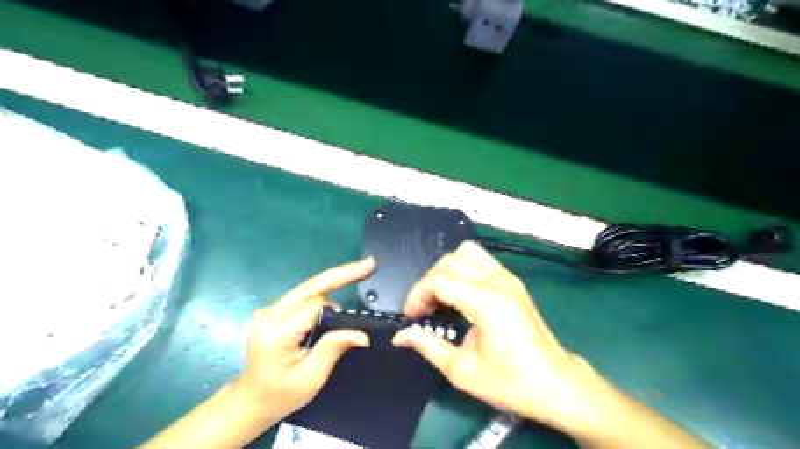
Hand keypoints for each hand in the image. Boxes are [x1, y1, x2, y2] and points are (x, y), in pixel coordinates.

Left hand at [236, 258, 375, 425]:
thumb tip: (362, 333)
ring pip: (308, 288)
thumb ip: (333, 348)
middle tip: (369, 264)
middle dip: (342, 273)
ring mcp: (270, 310)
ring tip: (359, 274)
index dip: (338, 312)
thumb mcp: (311, 377)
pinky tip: (340, 285)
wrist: (250, 401)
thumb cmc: (280, 394)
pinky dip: (324, 291)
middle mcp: (270, 314)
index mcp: (276, 331)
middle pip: (311, 286)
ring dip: (334, 282)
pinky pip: (304, 295)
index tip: (357, 323)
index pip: (314, 307)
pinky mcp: (274, 311)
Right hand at [390, 244, 602, 431]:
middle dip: (428, 282)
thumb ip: (428, 346)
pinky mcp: (512, 280)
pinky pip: (480, 259)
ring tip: (441, 296)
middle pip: (449, 261)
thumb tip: (400, 336)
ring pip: (466, 252)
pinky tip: (460, 293)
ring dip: (446, 270)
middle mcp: (497, 281)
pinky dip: (462, 268)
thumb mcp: (462, 371)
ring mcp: (507, 277)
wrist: (556, 384)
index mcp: (486, 302)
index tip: (411, 317)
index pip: (439, 280)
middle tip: (424, 309)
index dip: (417, 295)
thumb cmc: (510, 382)